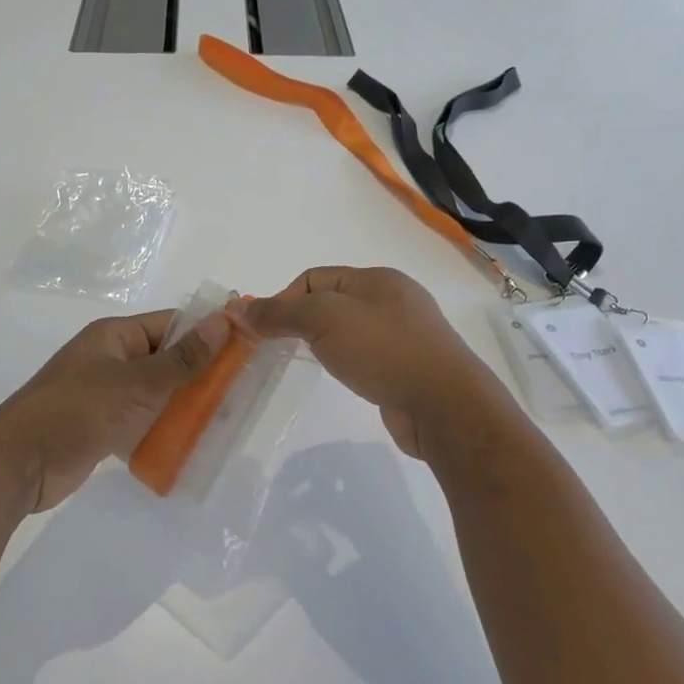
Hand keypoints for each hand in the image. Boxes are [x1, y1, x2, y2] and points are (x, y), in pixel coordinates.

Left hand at [0, 310, 229, 514]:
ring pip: (159, 393)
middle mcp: (113, 359)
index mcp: (116, 336)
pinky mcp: (105, 427)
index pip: (173, 324)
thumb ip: (183, 358)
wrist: (18, 464)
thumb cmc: (77, 411)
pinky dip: (167, 429)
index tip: (248, 348)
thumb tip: (224, 322)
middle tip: (244, 391)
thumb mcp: (135, 383)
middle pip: (169, 359)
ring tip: (227, 419)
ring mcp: (108, 394)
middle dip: (203, 374)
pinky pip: (145, 421)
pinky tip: (194, 443)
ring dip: (187, 405)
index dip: (209, 333)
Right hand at [243, 267, 505, 459]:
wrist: (444, 405)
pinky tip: (343, 376)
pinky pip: (366, 354)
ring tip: (309, 362)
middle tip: (278, 348)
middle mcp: (393, 299)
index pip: (313, 278)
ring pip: (349, 329)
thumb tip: (238, 309)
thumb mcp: (323, 320)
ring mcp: (406, 334)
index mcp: (376, 278)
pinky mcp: (410, 366)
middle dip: (300, 320)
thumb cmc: (382, 351)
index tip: (263, 332)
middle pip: (331, 301)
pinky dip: (347, 360)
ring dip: (323, 342)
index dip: (282, 300)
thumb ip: (280, 312)